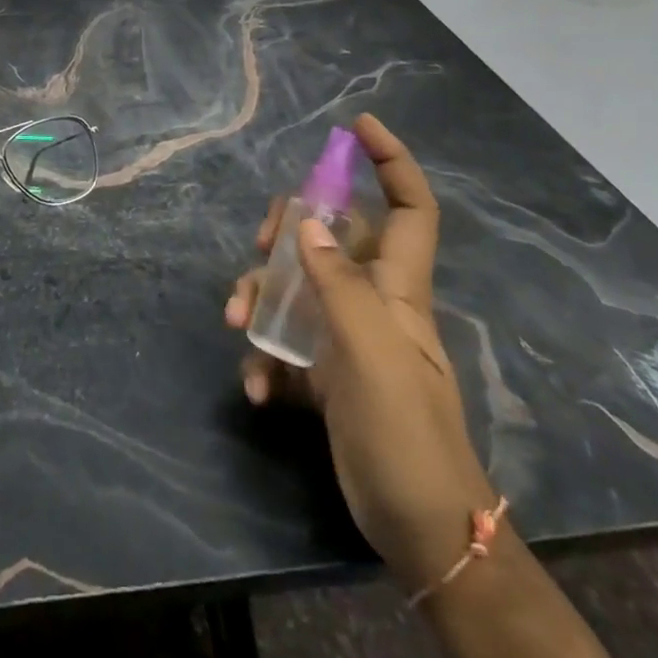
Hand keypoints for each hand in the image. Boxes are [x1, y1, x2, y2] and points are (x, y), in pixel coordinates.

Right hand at [224, 115, 496, 592]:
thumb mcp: (371, 354)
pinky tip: (256, 387)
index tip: (356, 127)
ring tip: (238, 324)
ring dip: (261, 299)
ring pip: (295, 288)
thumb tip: (306, 226)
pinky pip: (285, 345)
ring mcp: (344, 338)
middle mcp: (370, 302)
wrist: (419, 530)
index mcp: (397, 288)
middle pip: (330, 237)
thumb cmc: (406, 433)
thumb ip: (337, 285)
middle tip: (263, 245)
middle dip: (290, 231)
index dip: (391, 163)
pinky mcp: (323, 376)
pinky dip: (264, 358)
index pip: (408, 209)